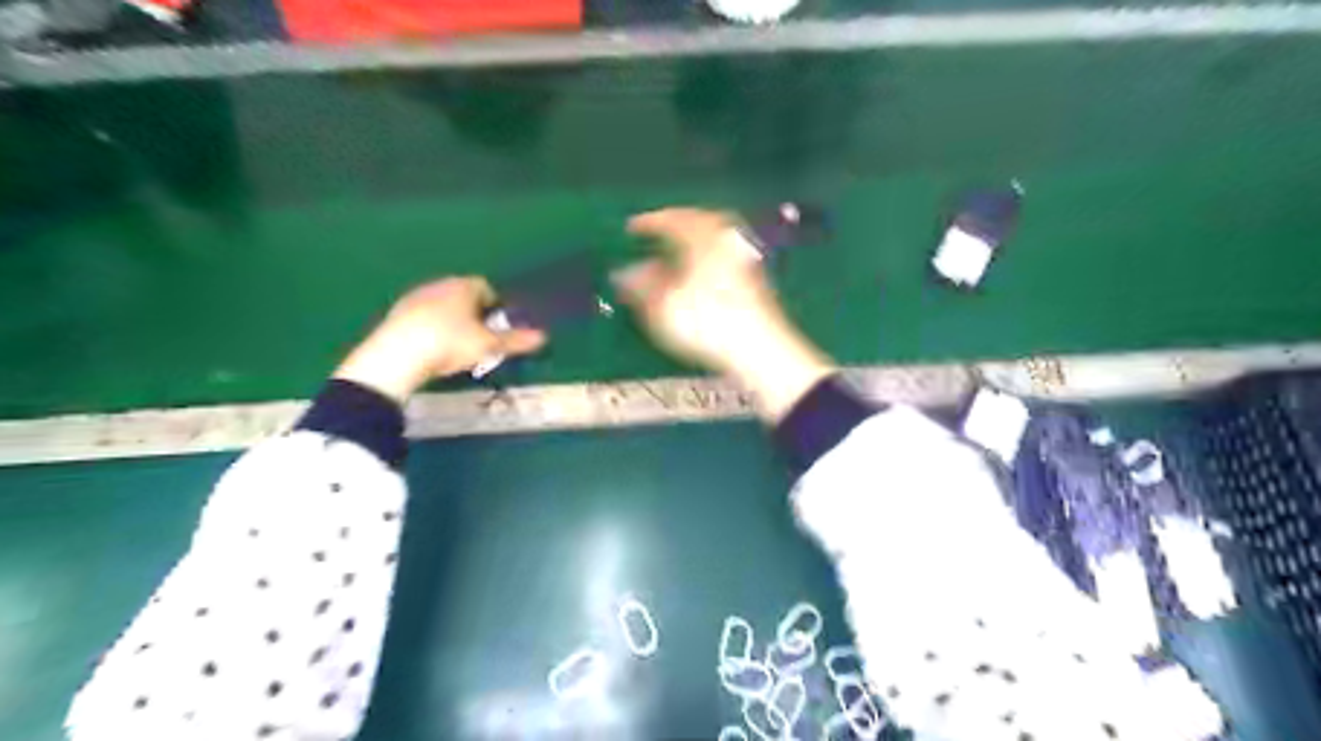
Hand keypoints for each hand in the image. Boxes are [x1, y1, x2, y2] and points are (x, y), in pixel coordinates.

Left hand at [336, 278, 548, 403]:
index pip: (486, 287)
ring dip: (451, 321)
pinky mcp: (397, 313)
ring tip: (456, 347)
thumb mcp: (488, 345)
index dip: (495, 306)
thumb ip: (515, 340)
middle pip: (463, 296)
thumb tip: (543, 336)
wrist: (398, 355)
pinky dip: (431, 329)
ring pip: (442, 306)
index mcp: (463, 286)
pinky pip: (422, 318)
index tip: (498, 326)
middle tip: (480, 339)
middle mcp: (439, 285)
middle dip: (474, 314)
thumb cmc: (450, 344)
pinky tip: (432, 349)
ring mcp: (415, 298)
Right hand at [613, 206, 826, 423]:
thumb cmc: (706, 322)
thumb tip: (624, 272)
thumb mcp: (662, 306)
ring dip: (694, 242)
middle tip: (658, 233)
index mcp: (702, 235)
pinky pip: (726, 255)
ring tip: (677, 254)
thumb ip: (639, 285)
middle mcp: (727, 238)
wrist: (759, 348)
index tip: (631, 228)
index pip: (671, 219)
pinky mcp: (757, 278)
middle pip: (698, 222)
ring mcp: (746, 256)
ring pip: (715, 239)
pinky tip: (702, 275)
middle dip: (676, 226)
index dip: (649, 223)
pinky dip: (709, 257)